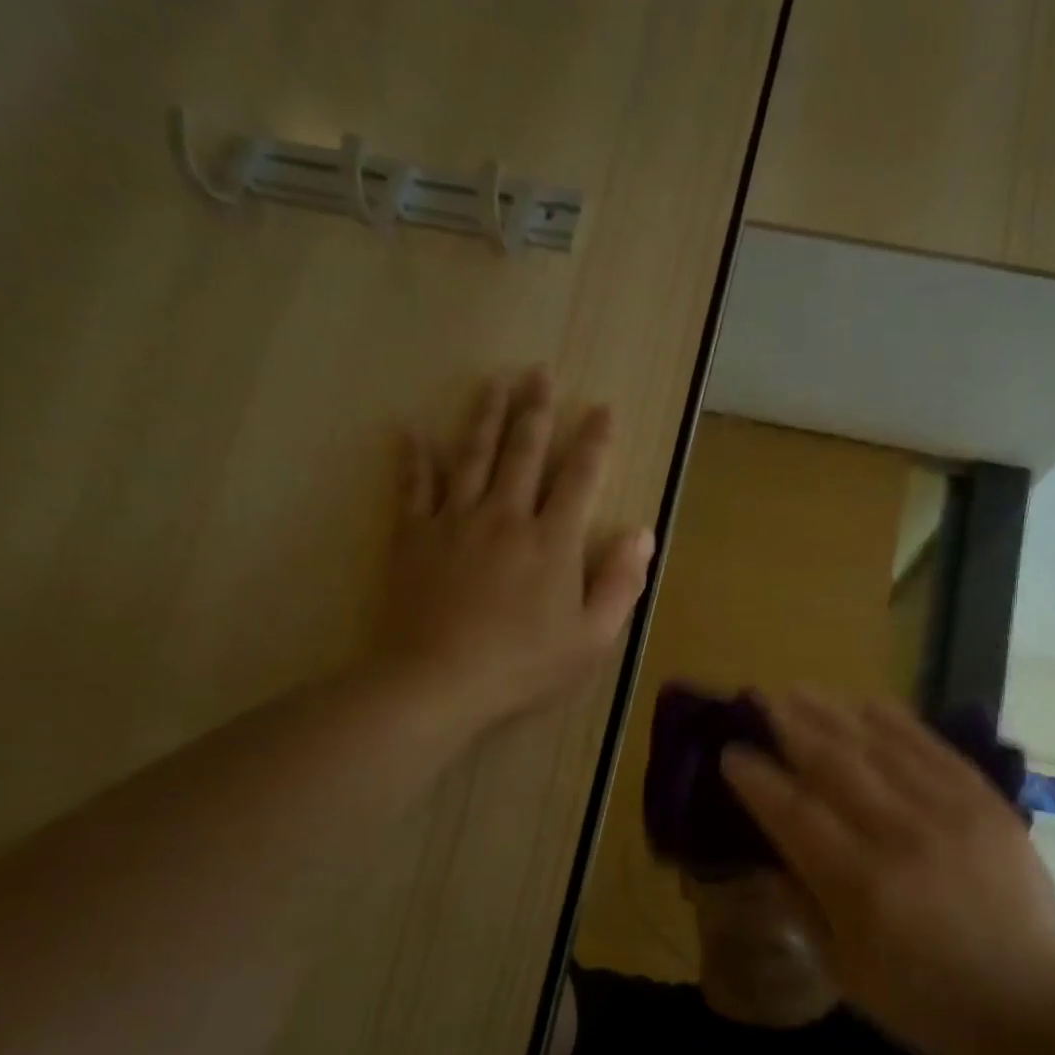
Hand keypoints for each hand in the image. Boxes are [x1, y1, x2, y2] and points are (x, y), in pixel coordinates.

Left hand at [379, 371, 653, 729]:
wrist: (438, 681)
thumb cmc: (523, 664)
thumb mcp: (592, 637)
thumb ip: (621, 583)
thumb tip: (642, 534)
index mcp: (552, 540)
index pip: (580, 478)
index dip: (594, 442)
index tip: (602, 409)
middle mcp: (506, 516)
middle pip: (523, 452)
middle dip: (535, 411)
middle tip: (539, 373)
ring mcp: (456, 522)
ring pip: (472, 456)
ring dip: (485, 417)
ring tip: (493, 383)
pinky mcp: (414, 538)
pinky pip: (413, 488)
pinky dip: (414, 459)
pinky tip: (411, 432)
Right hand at [721, 690, 1054, 1054]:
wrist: (1031, 1006)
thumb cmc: (925, 1001)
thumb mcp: (845, 970)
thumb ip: (802, 902)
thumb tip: (769, 848)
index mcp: (861, 886)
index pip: (794, 813)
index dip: (757, 778)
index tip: (732, 751)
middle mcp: (902, 836)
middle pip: (834, 763)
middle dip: (790, 727)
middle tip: (762, 702)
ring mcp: (950, 812)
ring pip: (880, 745)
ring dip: (834, 712)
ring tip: (801, 690)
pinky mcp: (985, 802)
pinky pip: (933, 747)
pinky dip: (896, 720)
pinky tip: (868, 701)